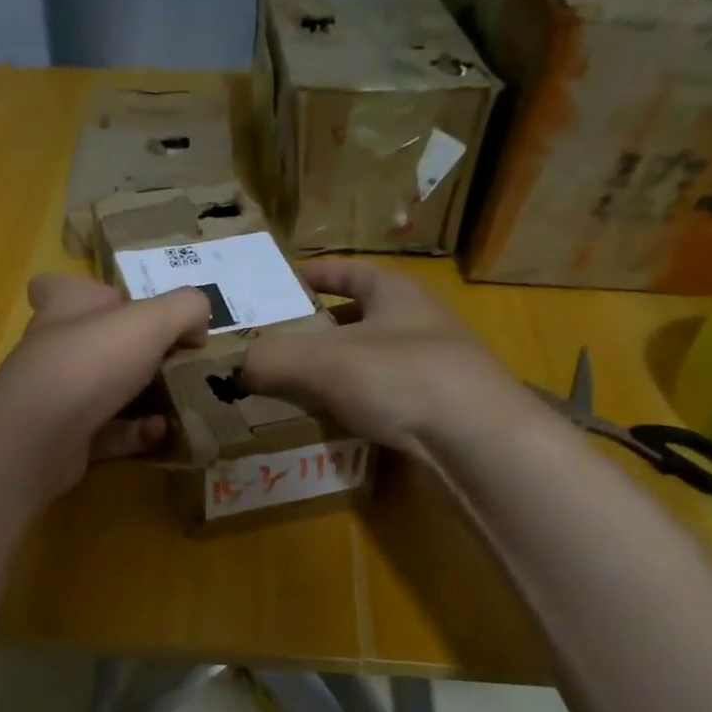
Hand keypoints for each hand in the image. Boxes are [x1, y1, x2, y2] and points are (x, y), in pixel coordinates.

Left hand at [0, 274, 208, 499]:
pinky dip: (137, 432)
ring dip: (142, 396)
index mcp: (65, 307)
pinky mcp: (65, 440)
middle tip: (175, 358)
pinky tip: (163, 432)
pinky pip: (109, 433)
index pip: (63, 288)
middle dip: (132, 351)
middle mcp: (55, 349)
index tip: (123, 307)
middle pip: (92, 343)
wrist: (40, 437)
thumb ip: (185, 309)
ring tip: (182, 399)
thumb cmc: (90, 361)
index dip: (89, 293)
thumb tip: (198, 325)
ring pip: (104, 391)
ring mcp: (57, 397)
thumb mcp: (151, 321)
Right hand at [242, 258, 534, 455]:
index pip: (351, 271)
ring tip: (290, 388)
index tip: (281, 284)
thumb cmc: (401, 378)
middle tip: (273, 346)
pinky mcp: (431, 411)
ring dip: (332, 373)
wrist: (475, 441)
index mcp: (395, 294)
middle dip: (317, 330)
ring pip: (368, 363)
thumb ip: (272, 358)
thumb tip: (236, 368)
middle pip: (357, 318)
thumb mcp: (324, 360)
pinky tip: (328, 424)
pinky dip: (351, 407)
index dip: (316, 273)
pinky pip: (379, 401)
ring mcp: (429, 369)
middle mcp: (415, 325)